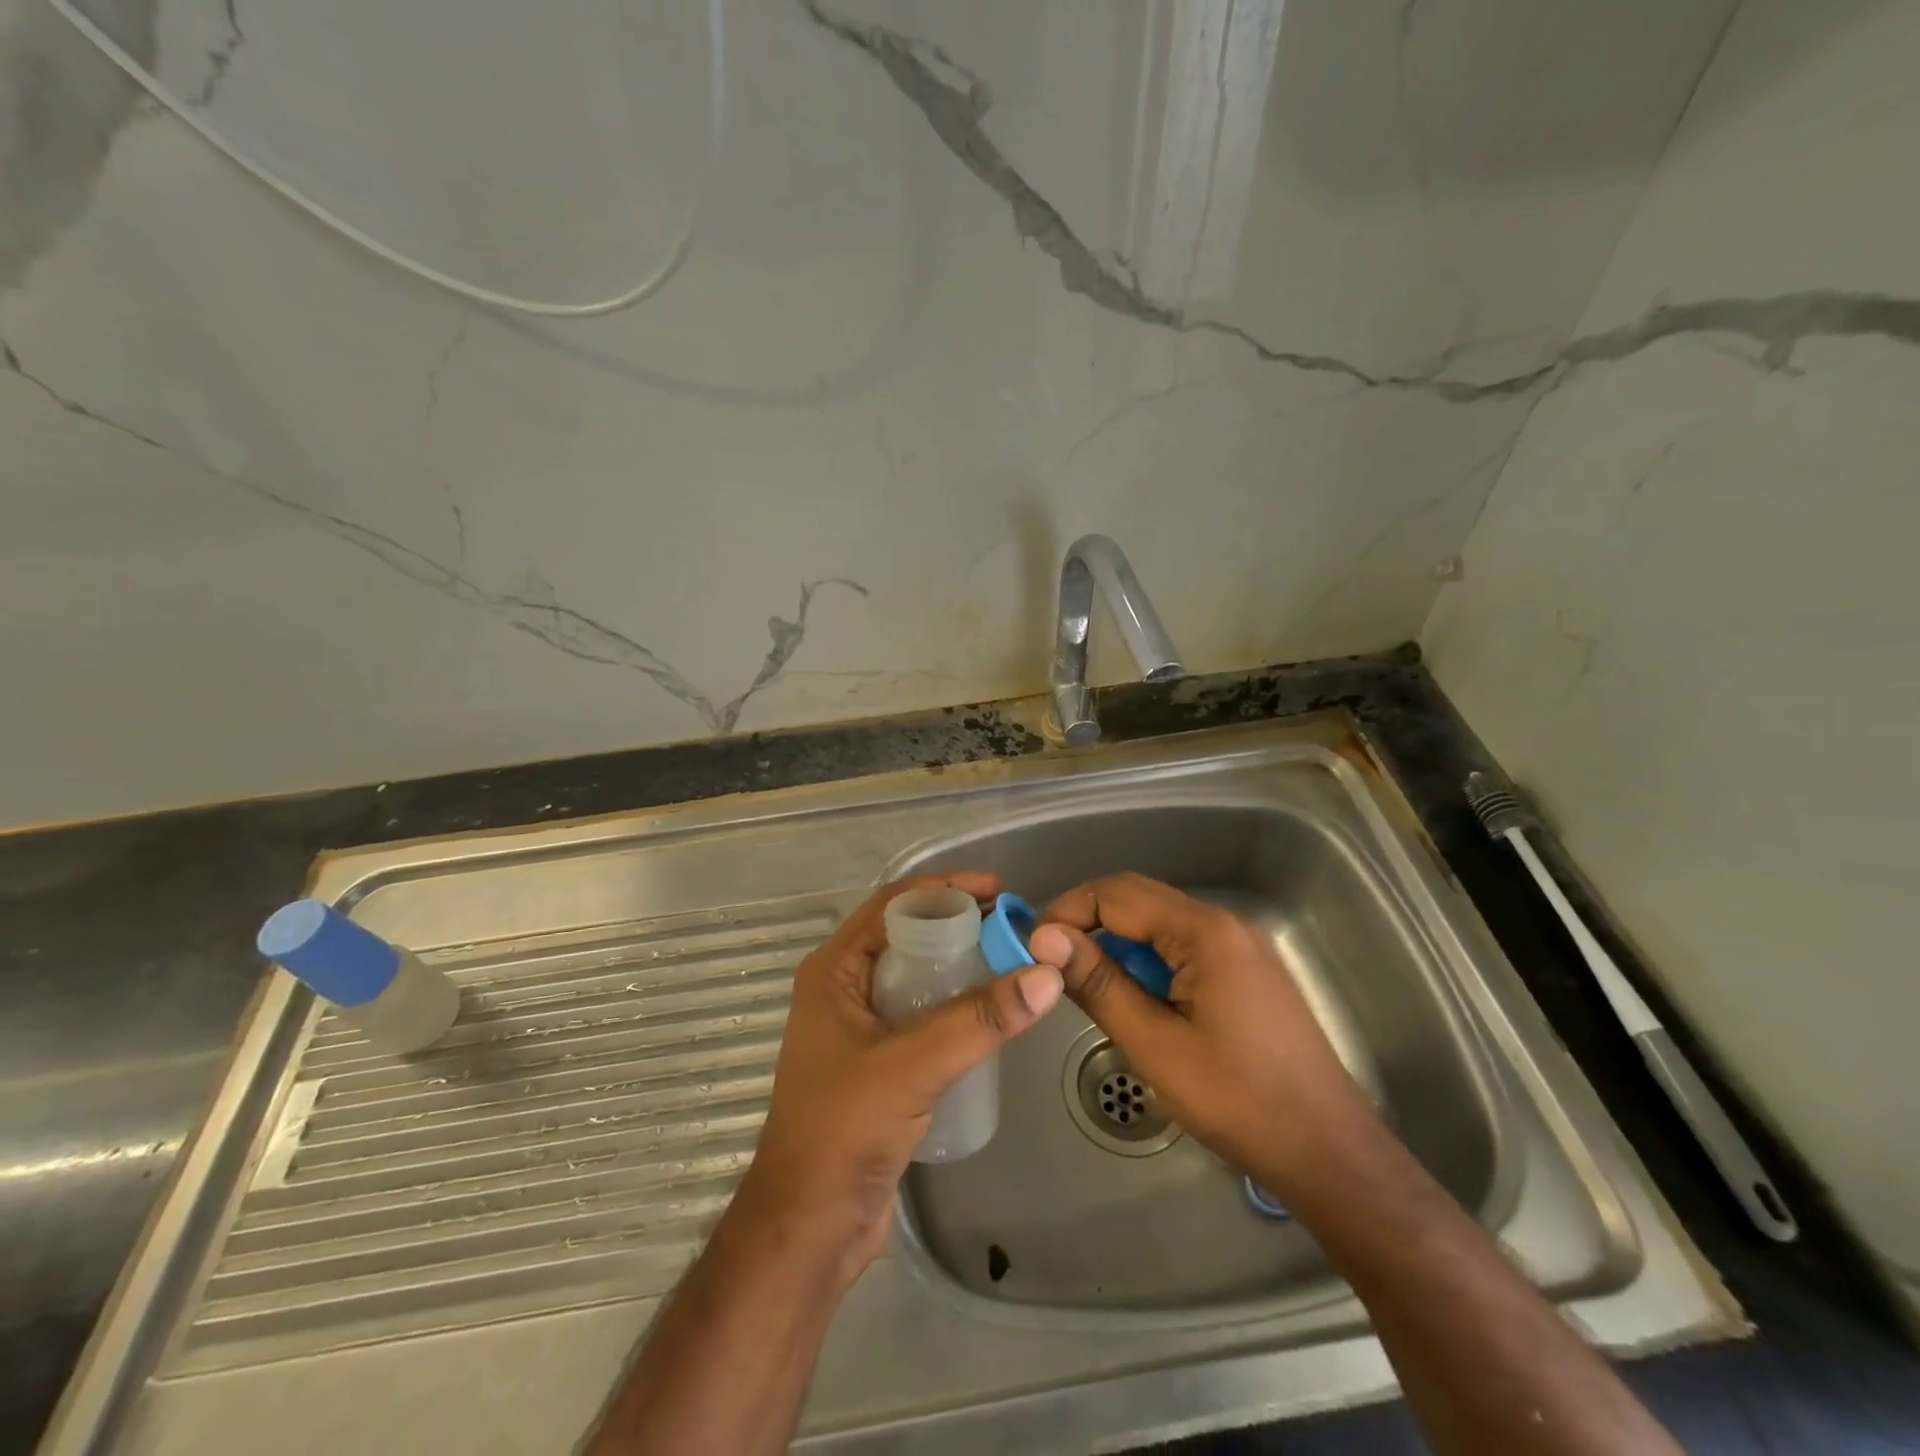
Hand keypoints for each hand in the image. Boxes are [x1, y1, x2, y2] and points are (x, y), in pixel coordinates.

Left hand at [732, 873, 1063, 1286]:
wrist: (810, 1226)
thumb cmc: (843, 1130)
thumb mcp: (912, 1065)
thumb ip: (979, 1020)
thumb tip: (1047, 974)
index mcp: (834, 971)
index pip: (893, 906)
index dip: (944, 890)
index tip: (997, 889)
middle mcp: (844, 989)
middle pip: (908, 937)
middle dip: (959, 925)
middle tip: (1013, 926)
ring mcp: (860, 1028)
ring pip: (918, 978)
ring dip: (961, 965)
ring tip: (1013, 962)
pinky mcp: (879, 1064)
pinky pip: (923, 1016)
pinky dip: (956, 1005)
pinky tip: (992, 1013)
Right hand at [1029, 873, 1373, 1198]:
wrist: (1328, 1152)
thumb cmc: (1237, 1099)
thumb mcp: (1154, 1043)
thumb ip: (1098, 983)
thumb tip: (1043, 938)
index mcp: (1204, 932)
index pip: (1117, 894)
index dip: (1068, 912)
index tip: (1034, 947)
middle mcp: (1225, 924)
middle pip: (1140, 900)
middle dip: (1088, 922)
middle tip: (1051, 962)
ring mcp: (1241, 946)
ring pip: (1160, 924)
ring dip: (1118, 944)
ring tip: (1086, 983)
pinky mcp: (1247, 971)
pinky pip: (1183, 947)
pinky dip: (1148, 961)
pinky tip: (1135, 998)